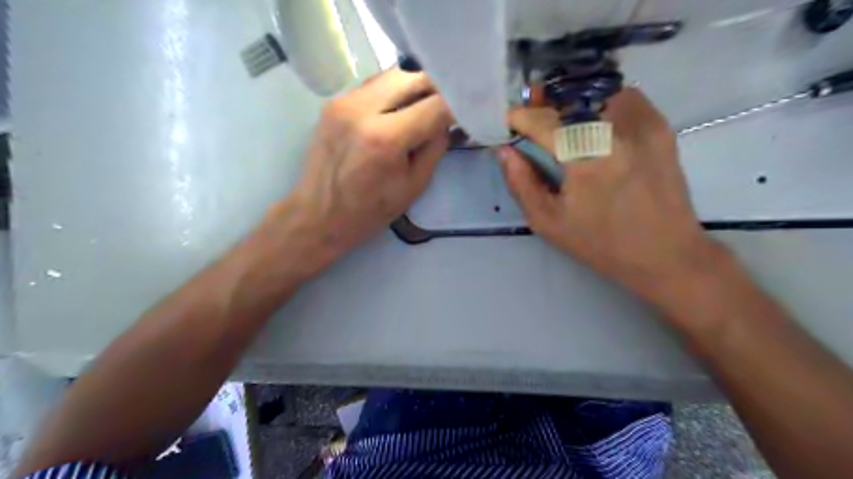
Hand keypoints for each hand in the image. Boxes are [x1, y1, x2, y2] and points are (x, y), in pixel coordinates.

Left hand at [265, 67, 452, 276]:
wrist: (318, 215)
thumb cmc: (369, 211)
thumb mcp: (414, 186)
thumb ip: (435, 148)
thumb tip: (446, 122)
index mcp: (386, 139)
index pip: (435, 105)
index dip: (456, 107)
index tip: (466, 113)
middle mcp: (362, 110)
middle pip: (413, 77)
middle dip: (436, 90)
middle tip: (446, 108)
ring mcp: (344, 101)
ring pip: (392, 75)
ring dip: (413, 88)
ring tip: (423, 110)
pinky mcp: (334, 102)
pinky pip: (373, 86)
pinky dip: (392, 94)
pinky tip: (396, 113)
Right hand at [501, 88, 717, 303]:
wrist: (665, 253)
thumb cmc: (600, 244)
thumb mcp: (548, 222)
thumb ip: (521, 183)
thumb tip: (504, 151)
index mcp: (585, 160)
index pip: (544, 121)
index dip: (520, 116)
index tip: (508, 121)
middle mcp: (616, 132)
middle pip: (569, 98)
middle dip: (543, 103)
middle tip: (529, 114)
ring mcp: (643, 124)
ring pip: (597, 92)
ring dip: (572, 101)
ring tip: (560, 119)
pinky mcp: (660, 126)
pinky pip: (624, 97)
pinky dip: (601, 102)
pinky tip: (593, 124)